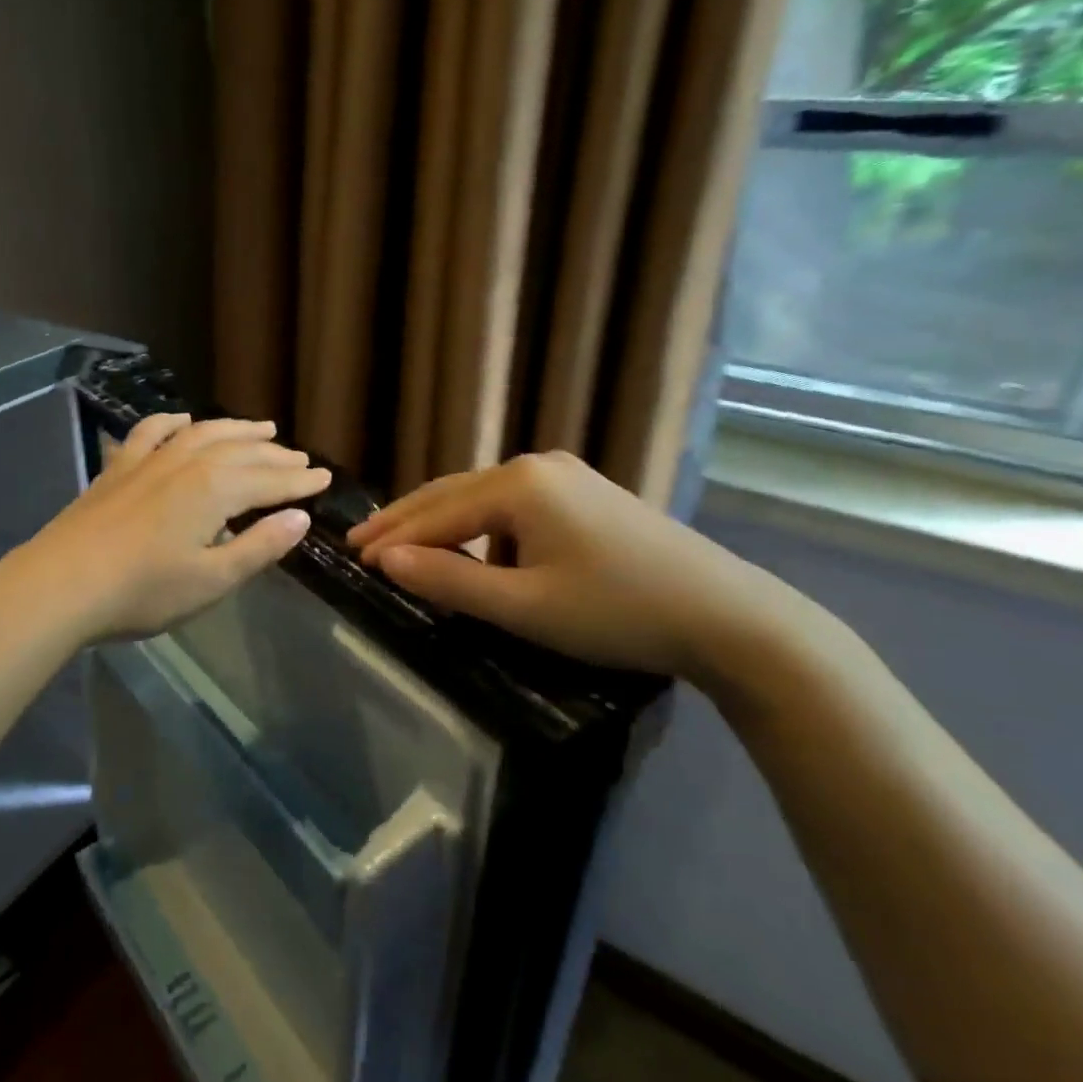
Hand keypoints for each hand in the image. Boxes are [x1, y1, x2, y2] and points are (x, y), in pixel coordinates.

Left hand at [15, 412, 332, 642]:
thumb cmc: (143, 591)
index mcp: (216, 489)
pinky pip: (151, 432)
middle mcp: (187, 462)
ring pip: (203, 433)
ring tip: (262, 429)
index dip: (300, 481)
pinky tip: (183, 420)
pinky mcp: (119, 468)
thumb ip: (259, 546)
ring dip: (236, 430)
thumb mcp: (212, 579)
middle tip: (301, 459)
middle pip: (242, 452)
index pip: (270, 481)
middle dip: (276, 455)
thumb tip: (300, 518)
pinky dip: (172, 422)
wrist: (62, 584)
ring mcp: (149, 460)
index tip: (325, 478)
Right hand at [348, 451, 809, 686]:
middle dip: (406, 520)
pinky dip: (481, 528)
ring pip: (482, 498)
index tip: (352, 557)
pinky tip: (475, 551)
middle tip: (361, 541)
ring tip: (407, 548)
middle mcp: (536, 466)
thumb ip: (451, 582)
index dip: (392, 538)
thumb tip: (388, 562)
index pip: (436, 513)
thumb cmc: (618, 612)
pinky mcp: (586, 494)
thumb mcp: (525, 606)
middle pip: (453, 493)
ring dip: (443, 524)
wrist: (730, 616)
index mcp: (518, 485)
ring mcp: (566, 476)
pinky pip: (513, 506)